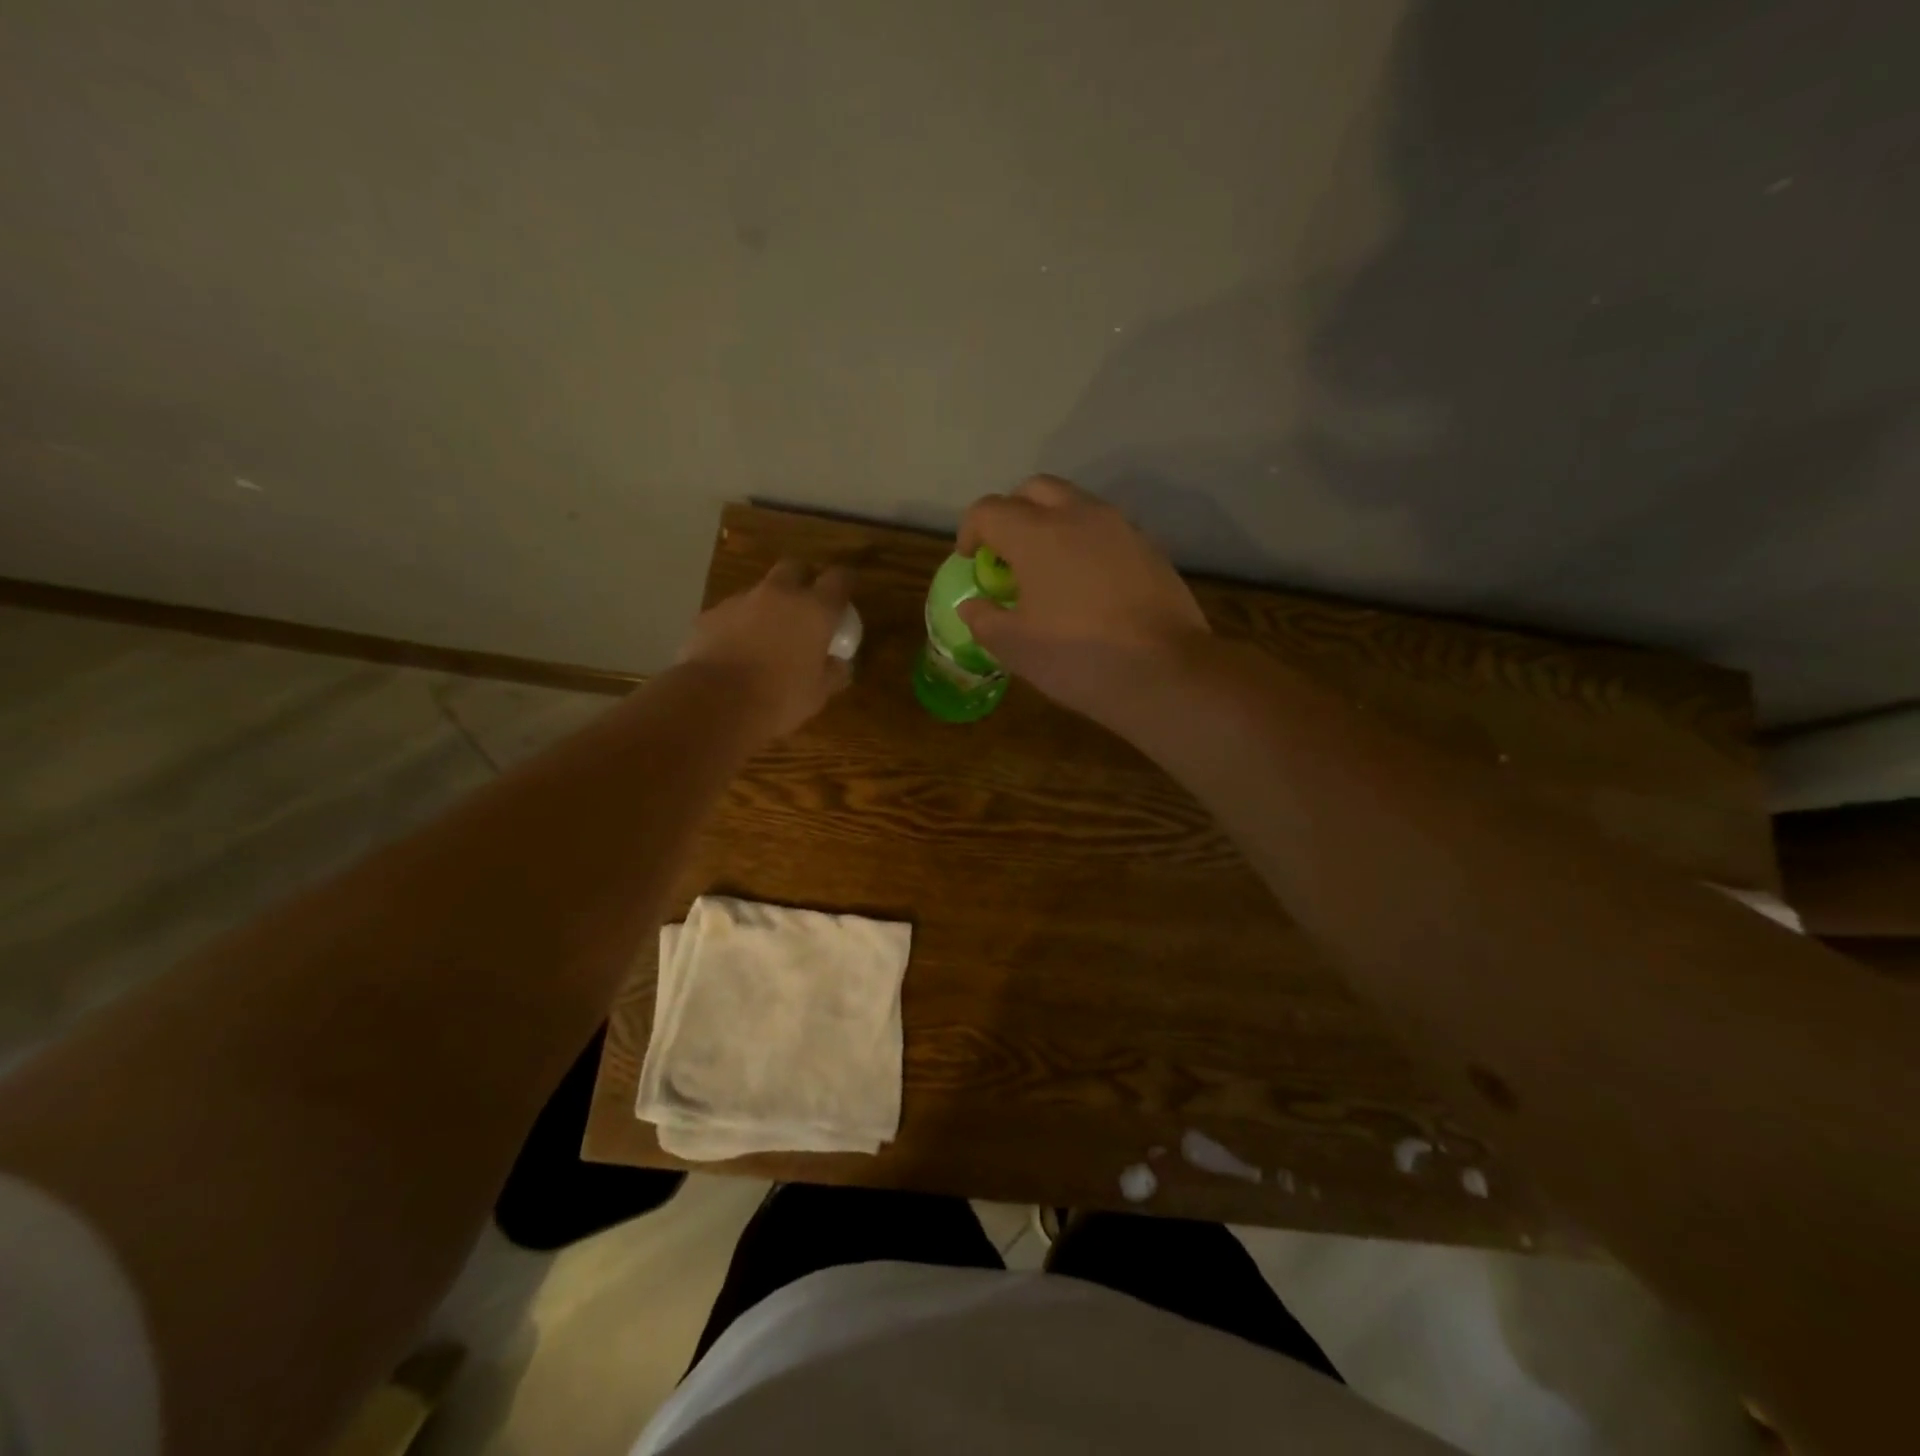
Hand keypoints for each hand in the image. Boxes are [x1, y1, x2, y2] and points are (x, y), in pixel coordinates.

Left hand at [677, 560, 853, 739]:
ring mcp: (740, 602)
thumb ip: (833, 672)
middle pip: (795, 568)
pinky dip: (738, 625)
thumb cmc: (779, 699)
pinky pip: (731, 614)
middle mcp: (779, 595)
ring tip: (766, 636)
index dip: (845, 581)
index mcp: (814, 610)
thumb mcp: (818, 694)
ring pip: (759, 591)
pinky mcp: (709, 616)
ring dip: (767, 606)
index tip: (847, 589)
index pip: (838, 579)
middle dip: (803, 580)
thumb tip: (838, 663)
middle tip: (805, 604)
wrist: (715, 703)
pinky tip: (735, 651)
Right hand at [956, 476, 1209, 720]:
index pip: (989, 510)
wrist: (1165, 671)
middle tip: (1006, 553)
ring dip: (1051, 523)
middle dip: (1012, 512)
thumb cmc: (1078, 657)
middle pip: (1034, 490)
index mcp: (1036, 534)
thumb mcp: (1015, 647)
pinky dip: (1085, 542)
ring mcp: (1120, 527)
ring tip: (1047, 568)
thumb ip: (984, 619)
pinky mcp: (1149, 547)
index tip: (970, 560)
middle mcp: (1078, 515)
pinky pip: (1105, 530)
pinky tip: (1086, 584)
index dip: (970, 532)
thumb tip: (973, 605)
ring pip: (1075, 504)